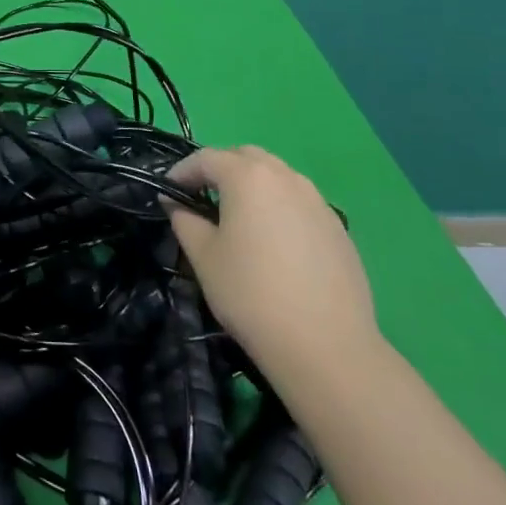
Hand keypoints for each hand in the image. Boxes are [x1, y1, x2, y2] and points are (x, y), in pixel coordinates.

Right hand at [166, 147, 379, 378]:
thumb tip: (175, 202)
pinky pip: (299, 203)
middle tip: (202, 198)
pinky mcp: (337, 227)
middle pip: (245, 157)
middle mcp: (285, 177)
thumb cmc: (251, 295)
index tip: (167, 192)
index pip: (206, 158)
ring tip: (239, 219)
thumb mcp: (203, 257)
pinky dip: (279, 208)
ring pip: (276, 177)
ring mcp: (316, 200)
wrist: (326, 346)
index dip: (182, 171)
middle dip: (220, 170)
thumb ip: (184, 220)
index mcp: (247, 176)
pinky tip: (274, 244)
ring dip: (252, 186)